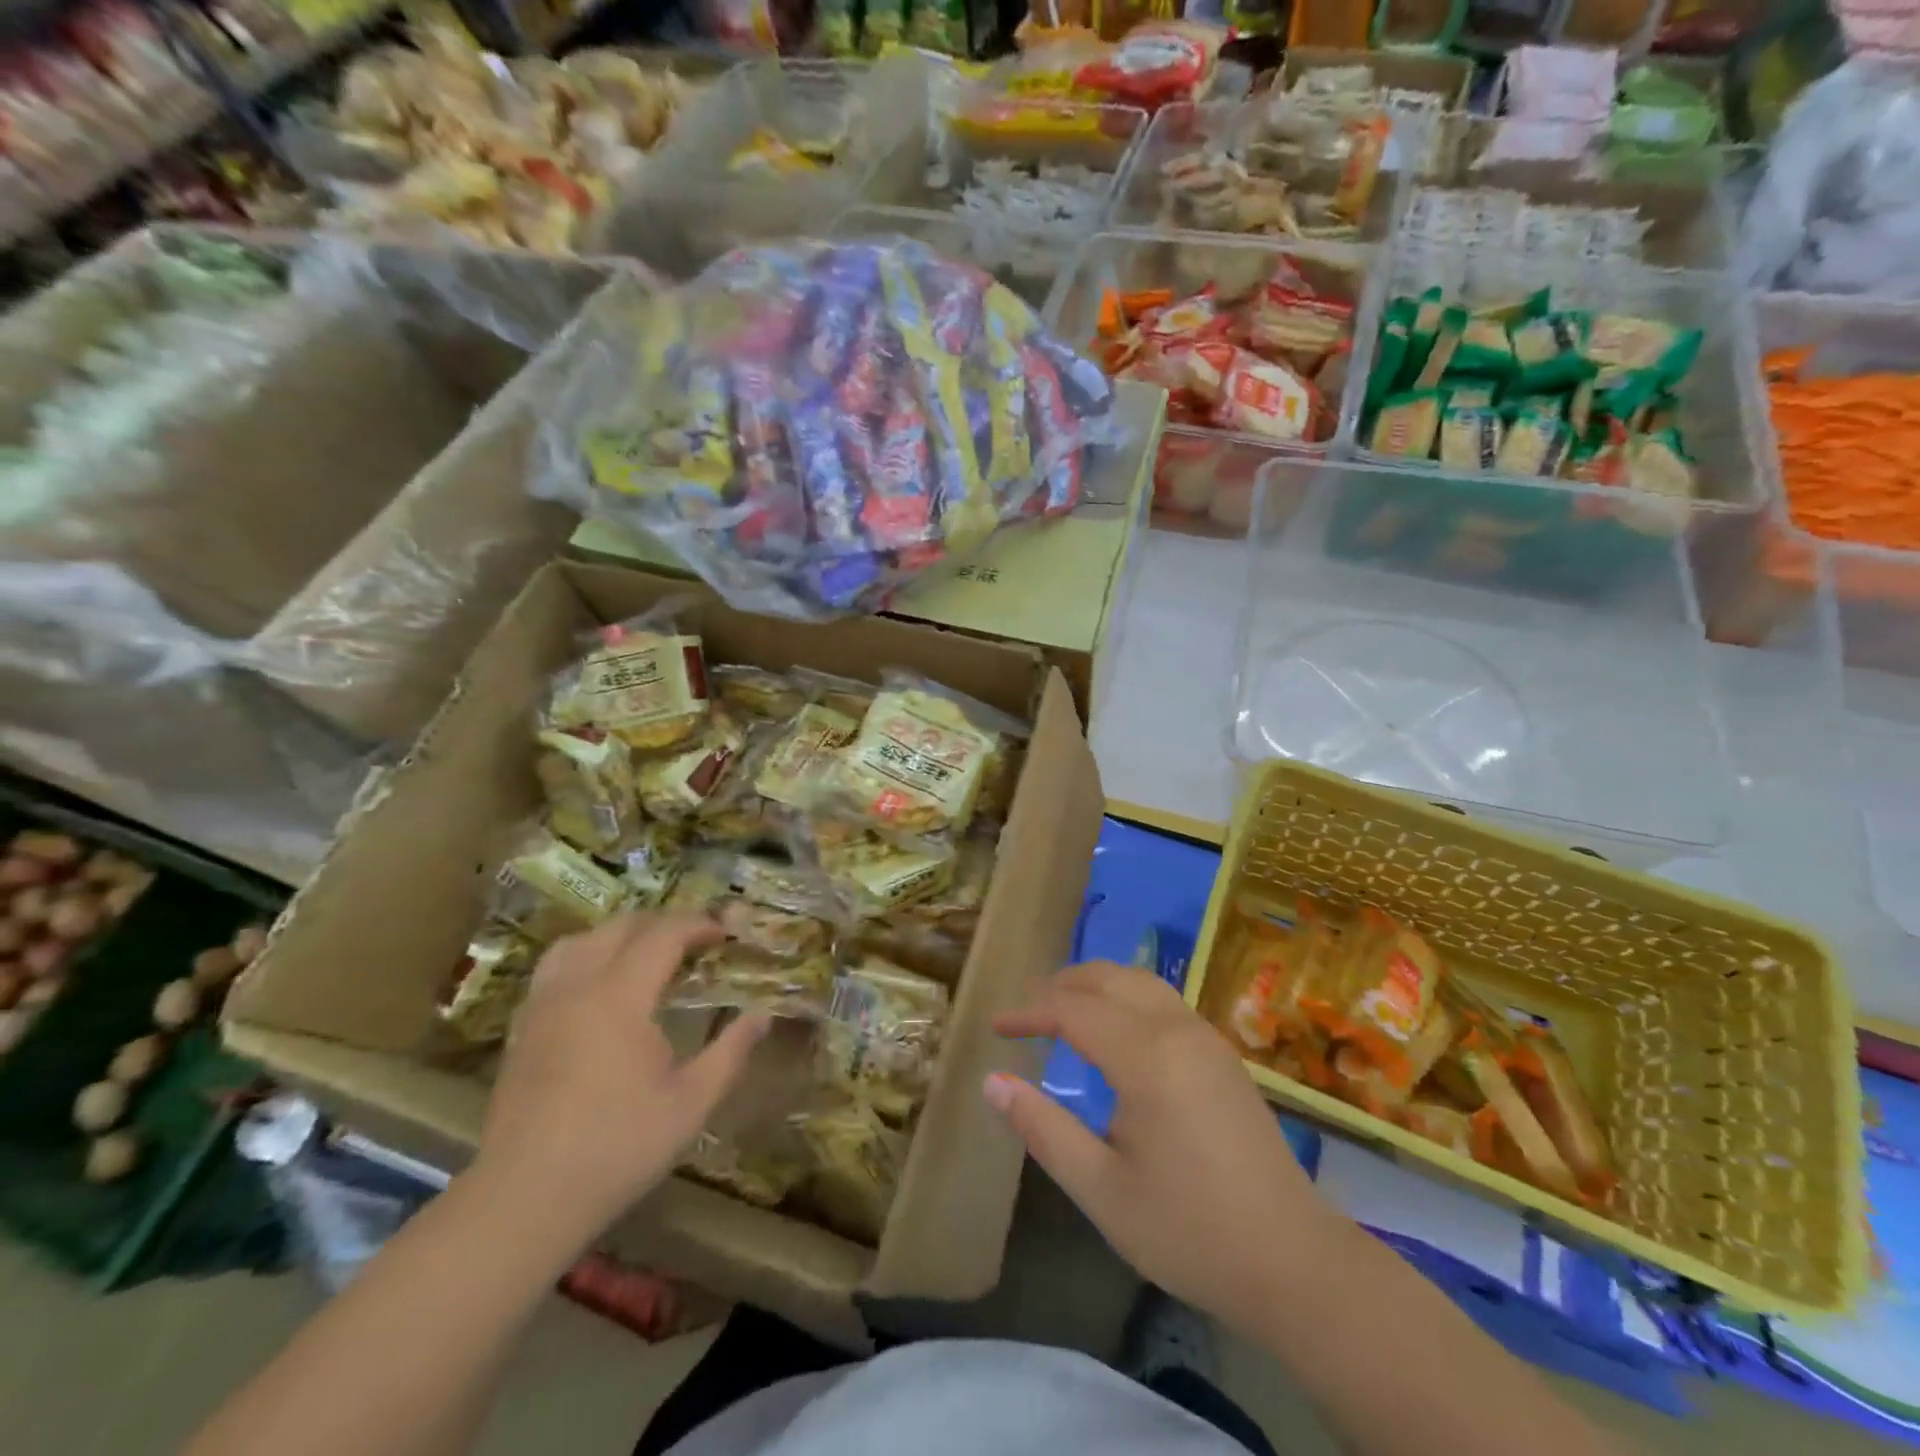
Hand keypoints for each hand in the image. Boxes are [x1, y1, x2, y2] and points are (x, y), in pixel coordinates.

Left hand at [473, 912, 767, 1245]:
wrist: (523, 1200)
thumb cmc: (617, 1148)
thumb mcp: (691, 1103)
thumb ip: (731, 1052)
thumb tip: (763, 1015)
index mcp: (619, 997)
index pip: (662, 935)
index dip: (698, 925)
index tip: (726, 932)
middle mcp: (577, 987)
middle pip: (620, 927)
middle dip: (663, 924)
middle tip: (695, 943)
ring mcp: (542, 1006)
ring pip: (580, 940)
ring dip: (620, 935)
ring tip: (647, 955)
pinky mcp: (522, 1028)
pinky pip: (556, 967)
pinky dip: (587, 956)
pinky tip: (602, 988)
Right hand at [985, 962, 1338, 1335]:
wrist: (1294, 1262)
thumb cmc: (1190, 1231)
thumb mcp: (1101, 1191)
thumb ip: (1043, 1129)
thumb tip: (992, 1082)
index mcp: (1147, 1058)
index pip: (1073, 1009)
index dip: (1029, 1011)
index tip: (995, 1027)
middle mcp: (1178, 1030)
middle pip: (1108, 978)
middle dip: (1060, 985)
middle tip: (1025, 1012)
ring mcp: (1207, 1037)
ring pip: (1140, 981)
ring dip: (1095, 984)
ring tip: (1062, 1010)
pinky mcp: (1223, 1054)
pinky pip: (1163, 1000)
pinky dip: (1125, 997)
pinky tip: (1114, 1032)